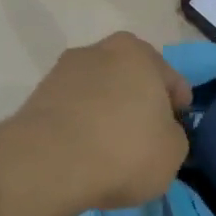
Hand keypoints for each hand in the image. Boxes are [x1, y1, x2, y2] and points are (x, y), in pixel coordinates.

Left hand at [8, 33, 192, 211]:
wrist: (48, 165)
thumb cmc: (125, 150)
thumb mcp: (173, 152)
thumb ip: (173, 135)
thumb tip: (159, 134)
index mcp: (139, 53)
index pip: (171, 80)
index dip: (178, 106)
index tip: (176, 130)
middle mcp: (100, 50)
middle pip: (131, 79)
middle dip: (139, 103)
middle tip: (146, 136)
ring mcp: (63, 72)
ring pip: (99, 93)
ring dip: (107, 113)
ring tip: (112, 149)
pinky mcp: (37, 98)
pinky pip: (73, 111)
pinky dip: (82, 127)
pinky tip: (86, 153)